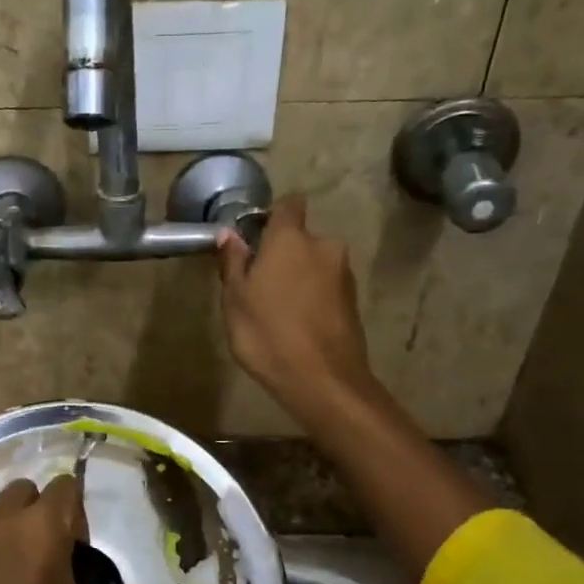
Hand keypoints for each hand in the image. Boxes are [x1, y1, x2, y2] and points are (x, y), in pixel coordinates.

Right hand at [218, 195, 376, 420]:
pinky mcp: (353, 301)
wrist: (322, 380)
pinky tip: (297, 326)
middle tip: (259, 286)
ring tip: (277, 311)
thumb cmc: (268, 333)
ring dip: (298, 278)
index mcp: (291, 238)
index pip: (288, 204)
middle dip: (283, 255)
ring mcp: (344, 274)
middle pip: (301, 239)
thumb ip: (234, 262)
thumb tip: (230, 234)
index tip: (254, 239)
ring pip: (314, 265)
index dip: (271, 217)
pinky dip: (312, 298)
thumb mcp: (235, 299)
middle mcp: (324, 246)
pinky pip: (326, 288)